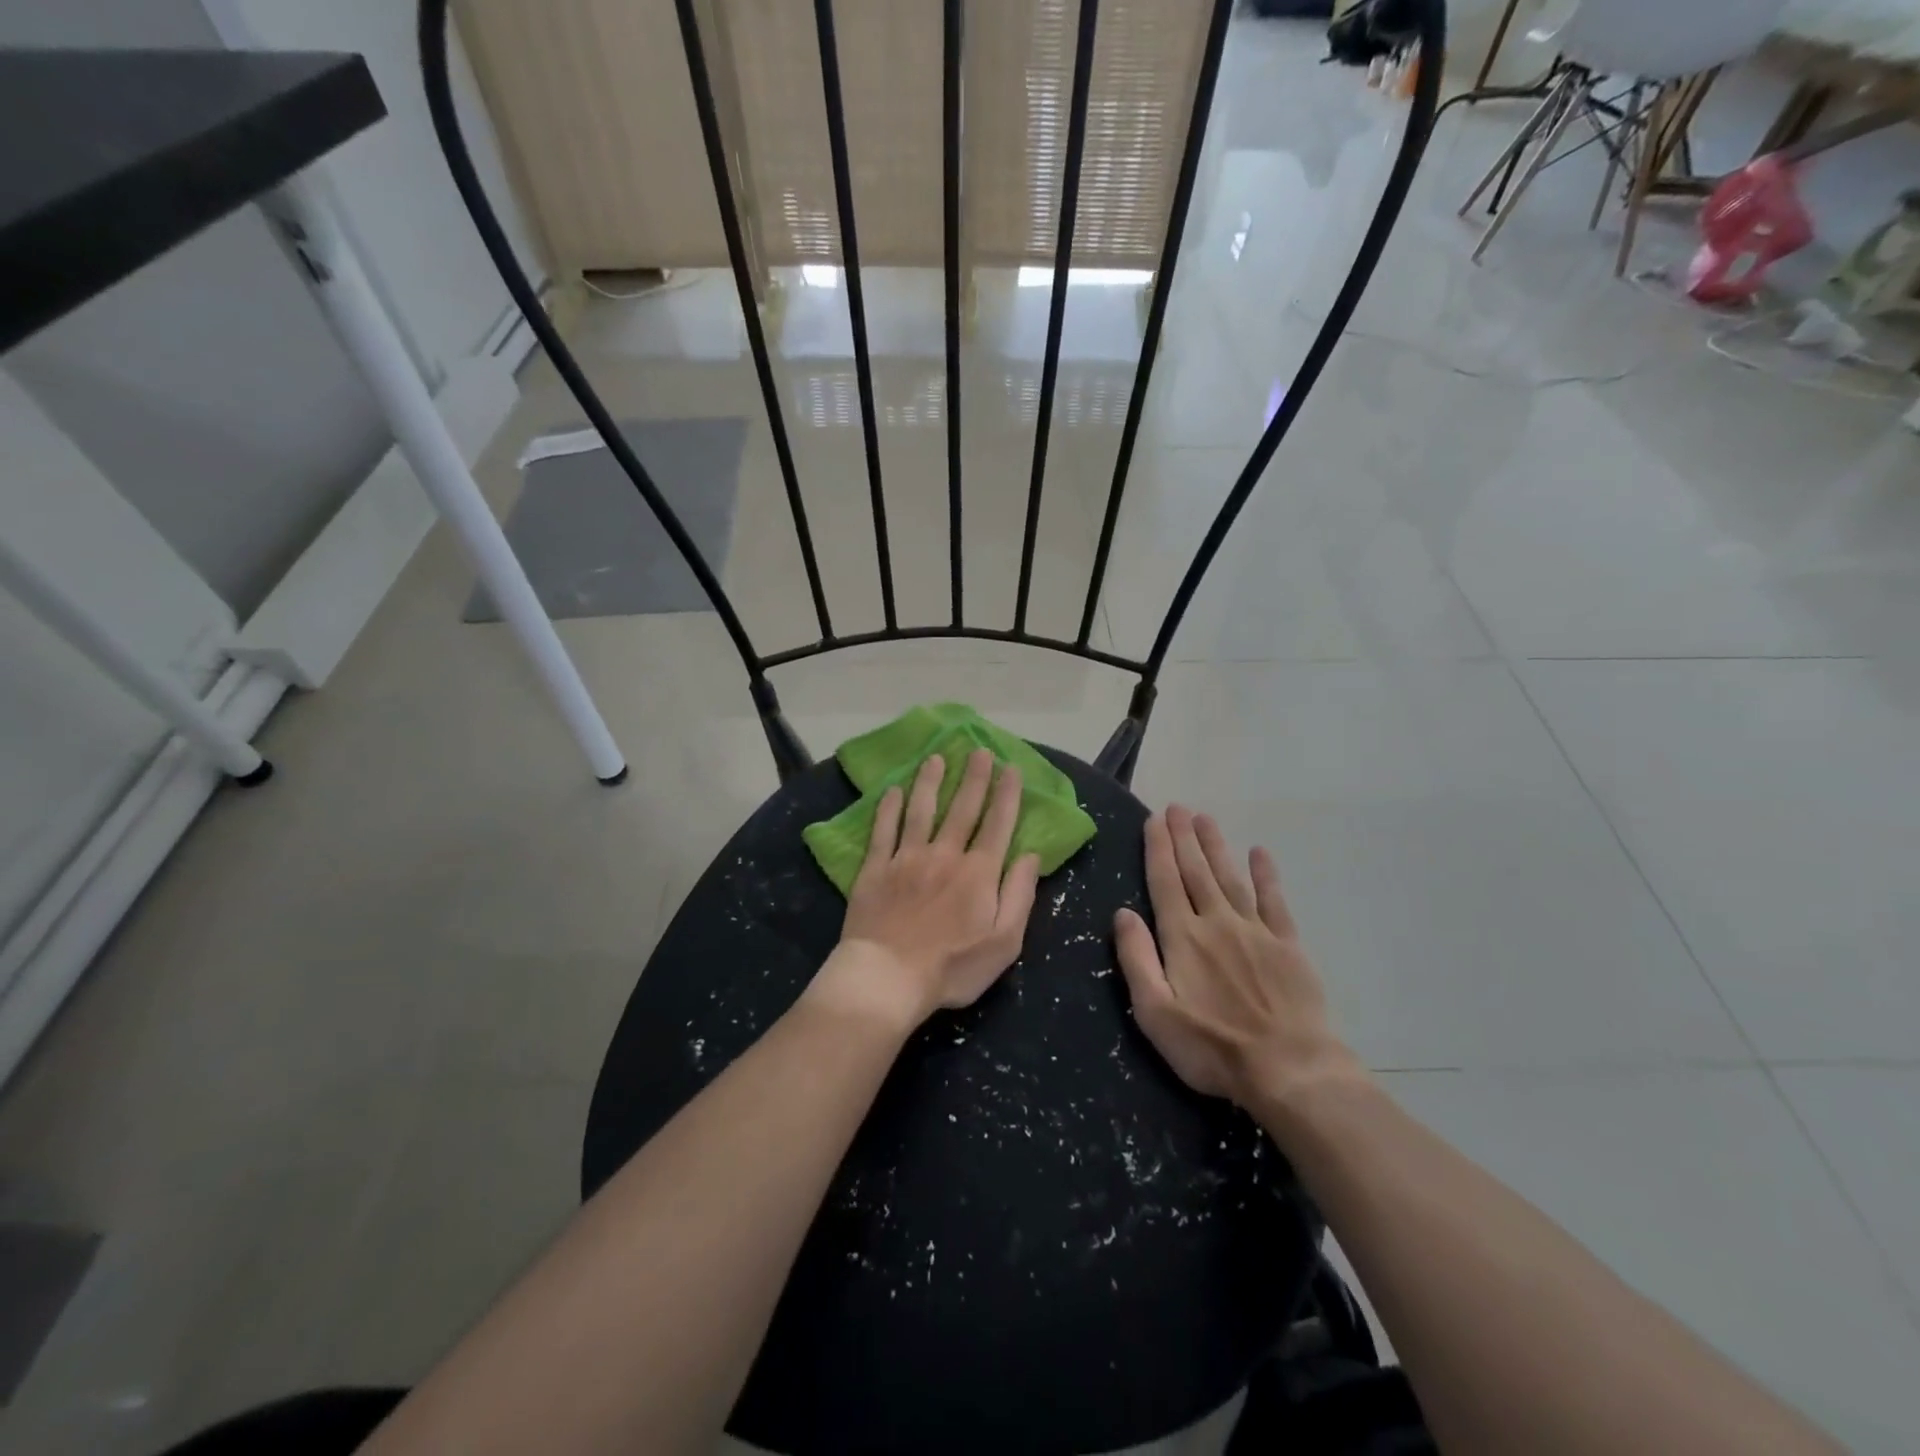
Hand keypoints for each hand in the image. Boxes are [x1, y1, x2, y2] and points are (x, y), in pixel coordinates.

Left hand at [812, 749, 1040, 1031]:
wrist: (888, 978)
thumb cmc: (952, 968)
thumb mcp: (1004, 943)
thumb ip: (1019, 895)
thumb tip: (1030, 855)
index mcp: (978, 872)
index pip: (997, 824)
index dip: (1006, 794)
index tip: (1011, 768)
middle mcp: (944, 854)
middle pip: (962, 808)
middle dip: (974, 777)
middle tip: (979, 750)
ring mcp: (907, 858)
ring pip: (921, 810)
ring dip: (930, 782)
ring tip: (935, 758)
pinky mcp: (876, 868)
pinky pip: (883, 830)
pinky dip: (889, 808)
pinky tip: (893, 790)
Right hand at [1114, 806, 1367, 1126]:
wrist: (1289, 1069)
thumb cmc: (1212, 1048)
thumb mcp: (1155, 1012)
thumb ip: (1137, 958)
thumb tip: (1122, 913)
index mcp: (1182, 937)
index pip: (1165, 882)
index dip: (1159, 849)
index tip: (1154, 819)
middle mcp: (1217, 922)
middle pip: (1196, 871)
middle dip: (1184, 837)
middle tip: (1177, 807)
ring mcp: (1255, 931)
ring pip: (1230, 877)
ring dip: (1216, 846)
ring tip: (1205, 818)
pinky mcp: (1288, 945)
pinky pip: (1274, 901)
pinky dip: (1266, 875)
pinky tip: (1259, 852)